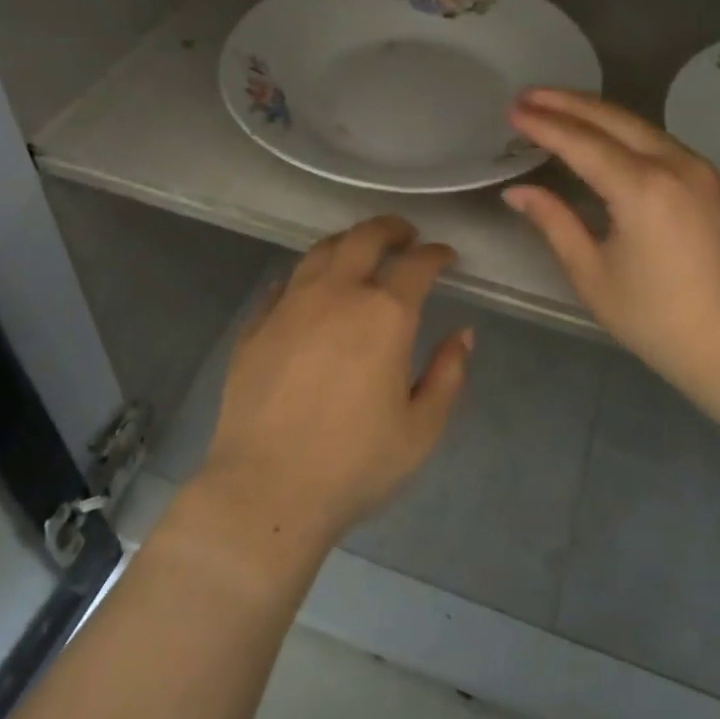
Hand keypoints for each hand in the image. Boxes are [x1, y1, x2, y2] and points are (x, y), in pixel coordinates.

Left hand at [196, 216, 472, 550]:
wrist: (266, 489)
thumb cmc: (355, 464)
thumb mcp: (422, 429)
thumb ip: (449, 375)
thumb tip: (463, 334)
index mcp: (385, 315)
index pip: (417, 264)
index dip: (436, 254)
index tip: (446, 256)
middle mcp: (337, 294)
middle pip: (365, 238)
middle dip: (391, 229)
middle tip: (405, 235)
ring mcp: (290, 304)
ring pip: (321, 251)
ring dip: (348, 242)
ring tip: (359, 250)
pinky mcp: (256, 324)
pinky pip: (284, 284)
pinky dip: (305, 276)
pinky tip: (309, 290)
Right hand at [505, 88, 719, 416]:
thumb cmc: (658, 320)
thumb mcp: (593, 274)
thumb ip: (554, 222)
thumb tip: (517, 191)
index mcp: (642, 188)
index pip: (581, 142)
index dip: (543, 124)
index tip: (512, 110)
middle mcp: (675, 164)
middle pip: (612, 118)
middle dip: (567, 102)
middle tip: (528, 94)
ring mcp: (701, 170)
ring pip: (640, 125)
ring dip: (596, 112)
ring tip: (558, 106)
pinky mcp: (713, 182)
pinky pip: (660, 141)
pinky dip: (625, 131)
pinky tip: (604, 135)